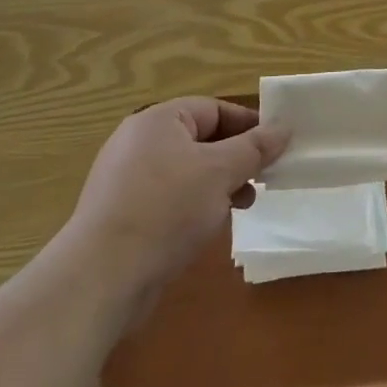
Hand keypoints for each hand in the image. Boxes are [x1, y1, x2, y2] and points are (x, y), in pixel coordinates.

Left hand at [69, 97, 286, 306]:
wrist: (102, 277)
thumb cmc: (166, 209)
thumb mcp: (221, 172)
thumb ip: (255, 148)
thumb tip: (284, 127)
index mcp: (158, 121)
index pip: (214, 109)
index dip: (248, 125)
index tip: (276, 147)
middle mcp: (139, 143)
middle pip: (201, 140)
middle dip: (236, 159)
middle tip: (262, 180)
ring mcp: (127, 180)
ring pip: (188, 171)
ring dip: (219, 185)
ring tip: (241, 206)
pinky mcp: (123, 214)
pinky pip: (169, 198)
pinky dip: (194, 206)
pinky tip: (208, 228)